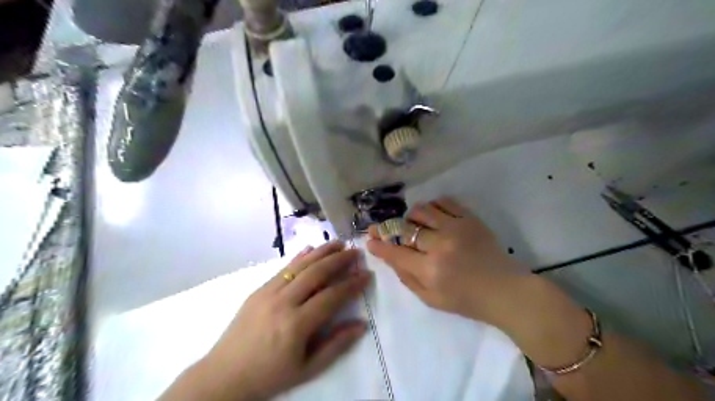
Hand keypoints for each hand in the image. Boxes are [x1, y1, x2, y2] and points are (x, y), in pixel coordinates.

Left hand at [190, 242, 371, 400]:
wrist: (225, 374)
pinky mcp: (258, 289)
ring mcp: (268, 292)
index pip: (331, 296)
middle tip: (356, 252)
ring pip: (300, 265)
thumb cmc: (270, 375)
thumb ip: (336, 345)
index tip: (366, 274)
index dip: (352, 284)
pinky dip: (299, 257)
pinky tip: (311, 248)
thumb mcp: (307, 368)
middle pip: (316, 273)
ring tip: (339, 243)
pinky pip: (283, 268)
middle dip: (339, 260)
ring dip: (322, 252)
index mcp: (296, 325)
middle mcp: (283, 302)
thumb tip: (361, 324)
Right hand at [368, 197, 528, 326]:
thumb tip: (388, 256)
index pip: (395, 252)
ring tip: (414, 225)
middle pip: (405, 228)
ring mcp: (457, 228)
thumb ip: (407, 278)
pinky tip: (434, 217)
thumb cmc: (466, 300)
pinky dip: (433, 206)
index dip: (379, 245)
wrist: (505, 290)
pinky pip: (444, 201)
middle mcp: (440, 245)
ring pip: (421, 210)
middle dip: (390, 229)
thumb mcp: (431, 299)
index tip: (369, 239)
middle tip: (386, 230)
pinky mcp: (470, 218)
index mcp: (430, 270)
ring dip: (411, 217)